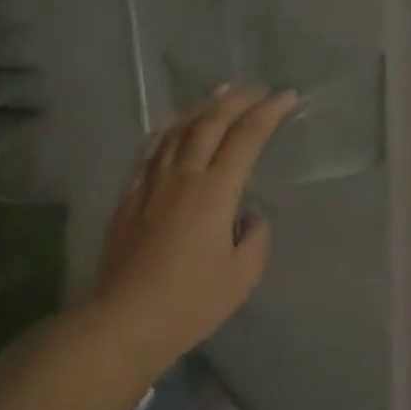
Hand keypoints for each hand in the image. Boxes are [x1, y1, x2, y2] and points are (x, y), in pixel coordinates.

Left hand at [89, 86, 297, 381]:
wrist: (124, 320)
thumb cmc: (190, 302)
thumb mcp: (242, 277)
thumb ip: (255, 239)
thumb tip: (247, 217)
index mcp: (214, 192)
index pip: (246, 138)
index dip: (268, 113)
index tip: (286, 97)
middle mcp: (182, 176)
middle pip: (210, 122)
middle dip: (237, 100)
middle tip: (257, 89)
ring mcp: (150, 183)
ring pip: (176, 129)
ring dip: (202, 107)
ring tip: (219, 94)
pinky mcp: (129, 196)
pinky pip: (151, 150)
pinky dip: (168, 130)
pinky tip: (173, 127)